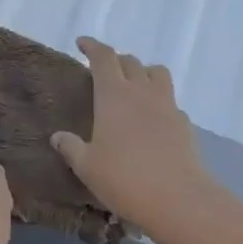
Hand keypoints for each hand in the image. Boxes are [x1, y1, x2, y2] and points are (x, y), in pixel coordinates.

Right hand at [50, 37, 215, 236]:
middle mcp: (142, 92)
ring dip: (143, 72)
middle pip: (131, 61)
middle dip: (115, 60)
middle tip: (103, 71)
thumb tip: (58, 137)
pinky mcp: (184, 124)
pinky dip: (159, 102)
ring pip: (157, 73)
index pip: (103, 57)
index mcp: (114, 94)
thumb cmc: (124, 178)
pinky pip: (170, 102)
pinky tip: (151, 120)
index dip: (92, 46)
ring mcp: (167, 106)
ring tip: (132, 87)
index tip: (82, 43)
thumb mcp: (86, 166)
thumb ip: (71, 147)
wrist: (178, 199)